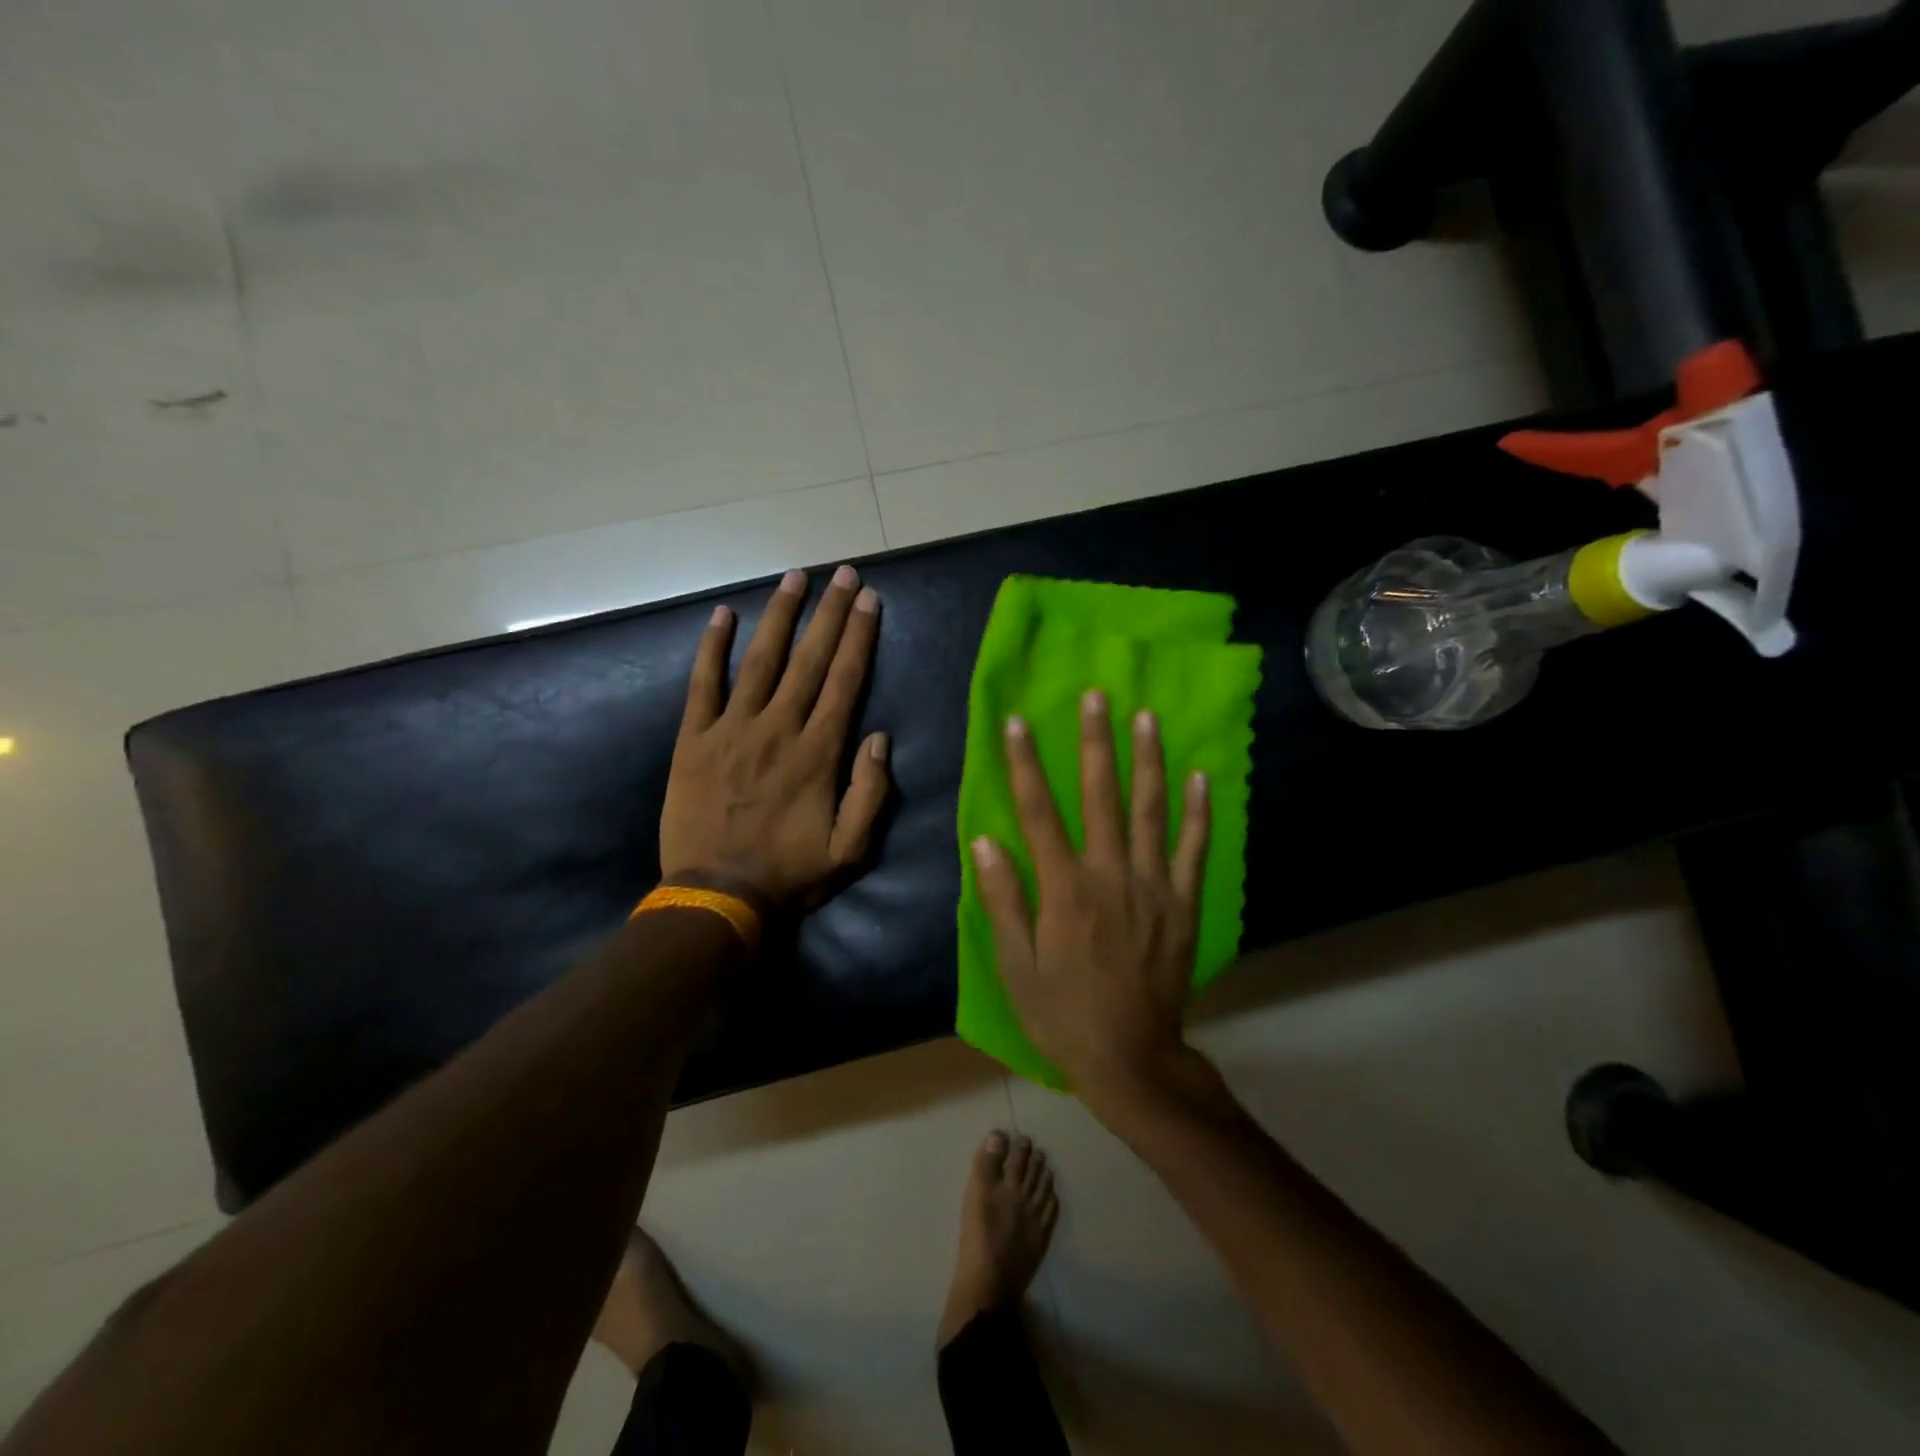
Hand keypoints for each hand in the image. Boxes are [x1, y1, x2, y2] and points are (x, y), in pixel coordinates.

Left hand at [660, 565, 889, 910]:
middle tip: (843, 573)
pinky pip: (703, 684)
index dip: (858, 637)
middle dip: (829, 613)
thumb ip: (871, 793)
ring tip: (795, 577)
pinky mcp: (694, 739)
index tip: (868, 600)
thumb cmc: (789, 874)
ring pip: (761, 660)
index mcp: (818, 753)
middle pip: (809, 660)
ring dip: (779, 615)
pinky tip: (722, 615)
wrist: (715, 895)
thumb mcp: (850, 850)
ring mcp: (732, 729)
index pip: (845, 681)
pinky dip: (712, 647)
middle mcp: (778, 729)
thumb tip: (879, 737)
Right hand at [971, 690, 1209, 1102]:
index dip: (1025, 764)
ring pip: (1152, 811)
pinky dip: (1199, 812)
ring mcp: (1154, 886)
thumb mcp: (1015, 965)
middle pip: (1101, 796)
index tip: (1018, 723)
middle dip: (1095, 742)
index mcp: (1064, 889)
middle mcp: (1111, 875)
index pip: (1039, 812)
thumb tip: (985, 840)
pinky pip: (1193, 849)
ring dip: (1148, 760)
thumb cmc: (1062, 1012)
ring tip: (1146, 717)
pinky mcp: (1183, 903)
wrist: (1131, 1057)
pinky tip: (1201, 776)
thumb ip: (1003, 899)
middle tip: (1096, 695)